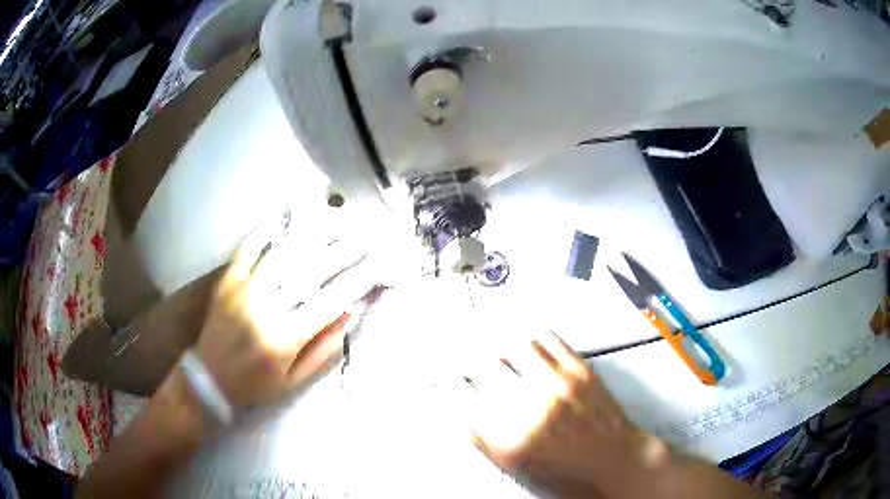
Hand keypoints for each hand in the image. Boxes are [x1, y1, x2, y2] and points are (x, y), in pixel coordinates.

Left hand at [194, 230, 379, 410]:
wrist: (208, 380)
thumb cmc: (255, 385)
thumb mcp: (294, 381)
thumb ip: (323, 350)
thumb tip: (348, 315)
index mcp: (283, 338)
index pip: (328, 302)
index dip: (355, 282)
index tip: (375, 266)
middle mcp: (264, 309)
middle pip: (309, 273)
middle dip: (340, 253)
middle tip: (362, 238)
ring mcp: (243, 291)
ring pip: (282, 255)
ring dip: (311, 236)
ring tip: (333, 222)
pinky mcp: (227, 282)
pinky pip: (247, 250)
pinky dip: (264, 232)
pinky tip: (281, 219)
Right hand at [467, 332, 672, 497]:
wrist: (612, 456)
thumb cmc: (565, 465)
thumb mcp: (516, 464)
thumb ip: (483, 440)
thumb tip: (461, 412)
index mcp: (512, 436)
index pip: (466, 397)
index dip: (452, 381)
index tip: (448, 374)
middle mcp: (533, 407)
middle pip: (485, 366)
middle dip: (467, 355)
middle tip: (462, 349)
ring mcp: (559, 383)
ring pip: (515, 345)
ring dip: (496, 336)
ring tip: (488, 332)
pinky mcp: (580, 368)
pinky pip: (547, 339)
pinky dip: (529, 332)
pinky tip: (522, 334)